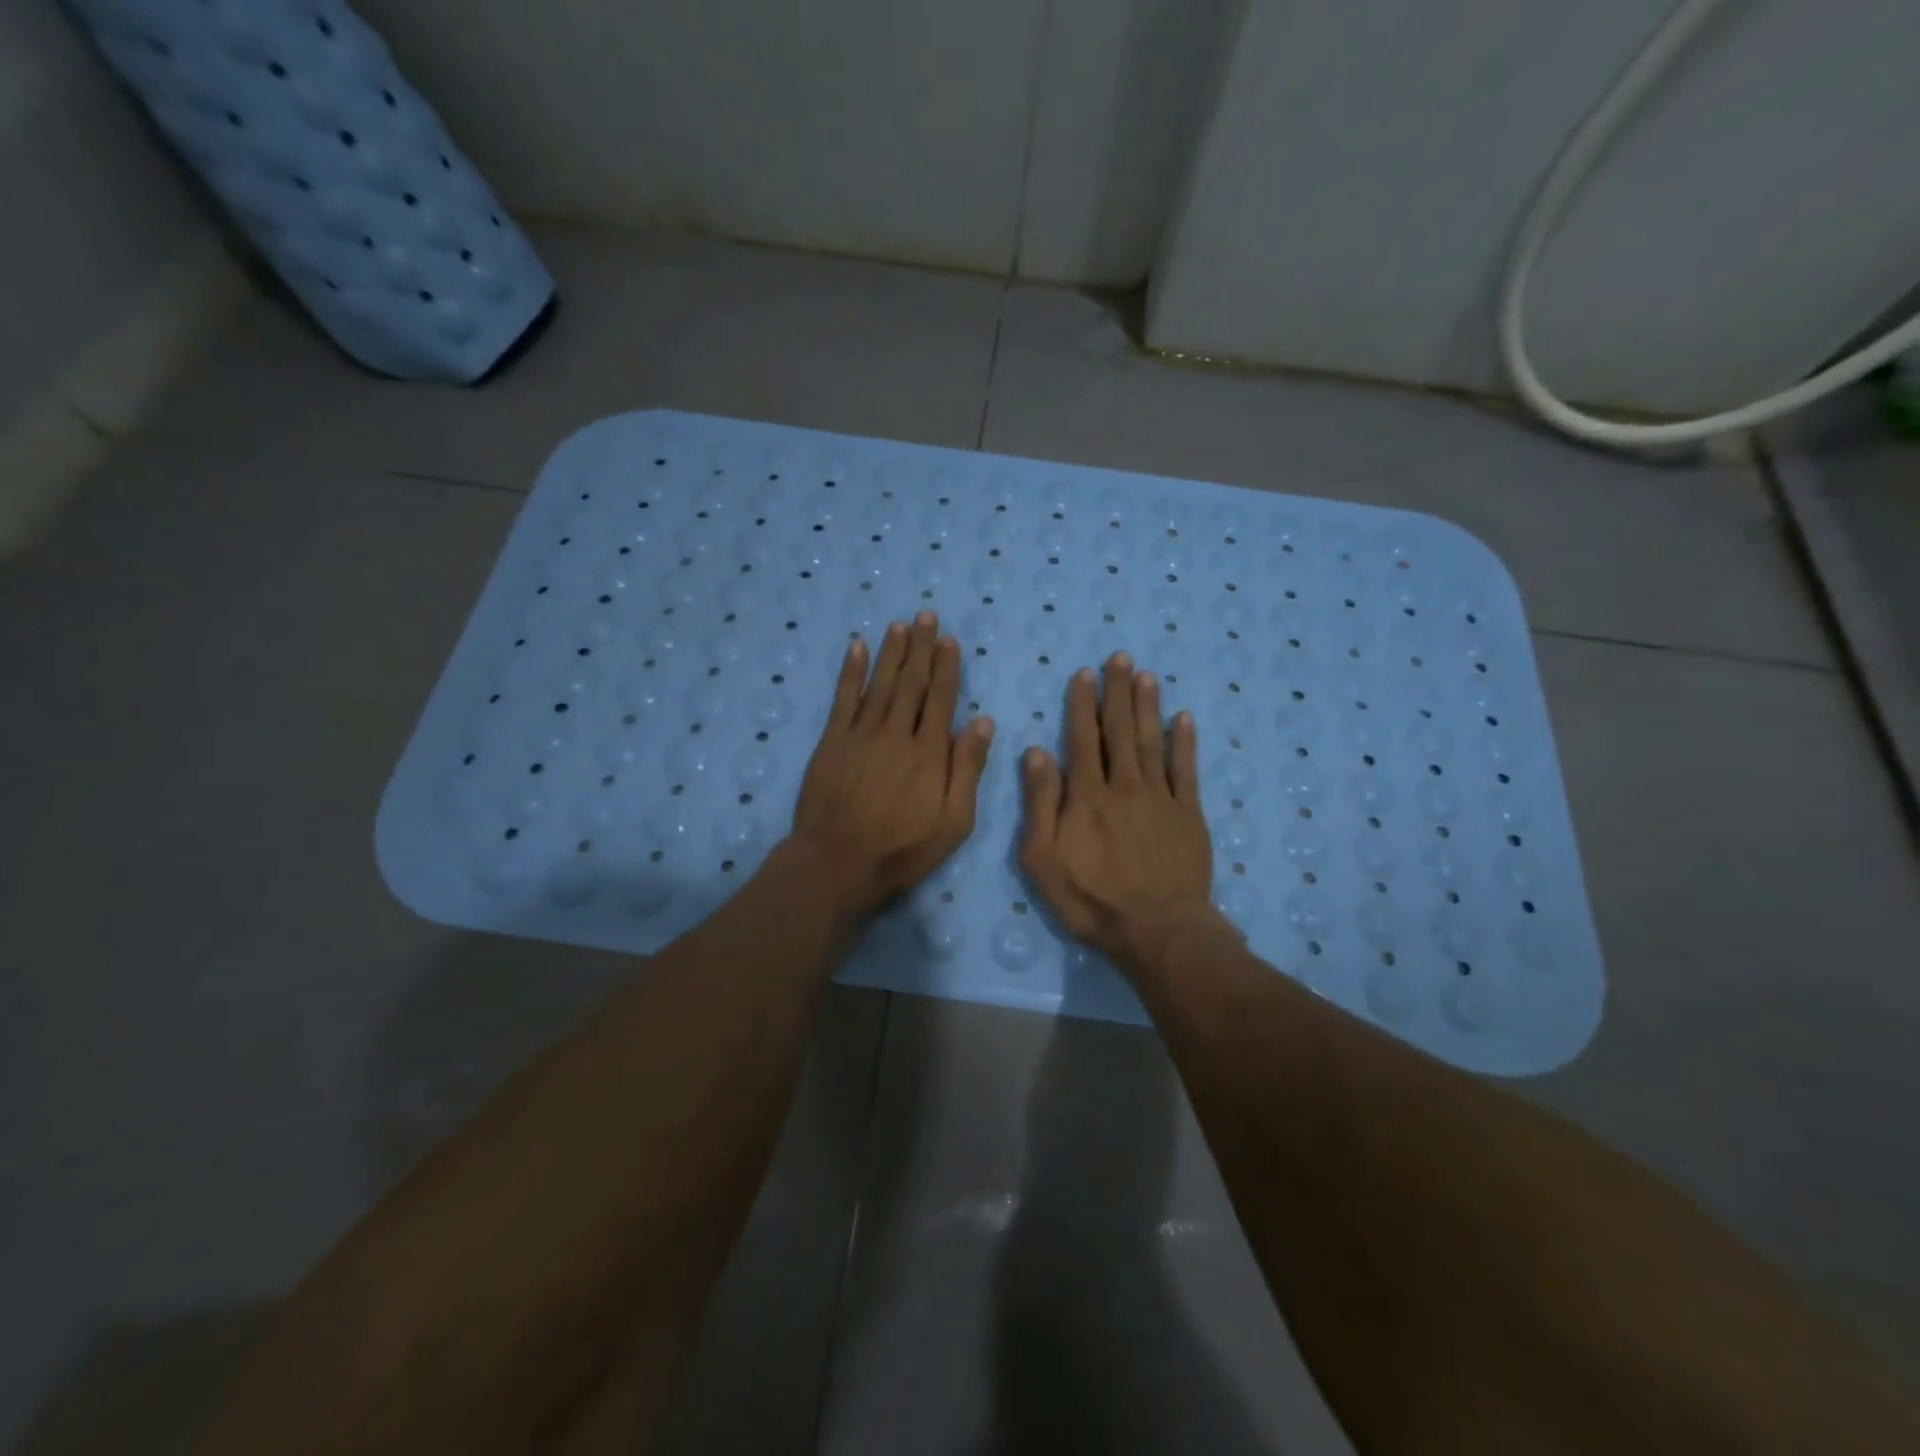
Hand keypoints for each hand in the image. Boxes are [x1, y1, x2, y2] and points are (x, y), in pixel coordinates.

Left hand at [790, 611, 994, 919]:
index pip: (941, 699)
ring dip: (891, 652)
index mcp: (929, 752)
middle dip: (921, 648)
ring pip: (880, 684)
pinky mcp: (832, 742)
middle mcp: (896, 733)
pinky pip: (843, 699)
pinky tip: (857, 648)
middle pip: (911, 683)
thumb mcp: (954, 821)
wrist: (838, 862)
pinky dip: (850, 671)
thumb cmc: (903, 849)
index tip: (949, 640)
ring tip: (900, 624)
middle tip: (926, 615)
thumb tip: (983, 721)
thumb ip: (968, 769)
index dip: (946, 667)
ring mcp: (861, 735)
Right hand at [1019, 653, 1219, 973]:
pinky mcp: (1188, 814)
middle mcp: (1124, 785)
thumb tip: (1037, 752)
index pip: (1082, 738)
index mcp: (1087, 795)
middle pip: (1120, 730)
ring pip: (1152, 741)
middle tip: (1120, 657)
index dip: (1081, 703)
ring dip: (1148, 706)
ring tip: (1146, 675)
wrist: (1157, 929)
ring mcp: (1160, 797)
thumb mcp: (1043, 859)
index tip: (1083, 673)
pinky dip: (1185, 742)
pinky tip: (1184, 718)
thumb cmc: (1091, 899)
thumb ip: (1040, 803)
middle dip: (1117, 692)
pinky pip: (1186, 769)